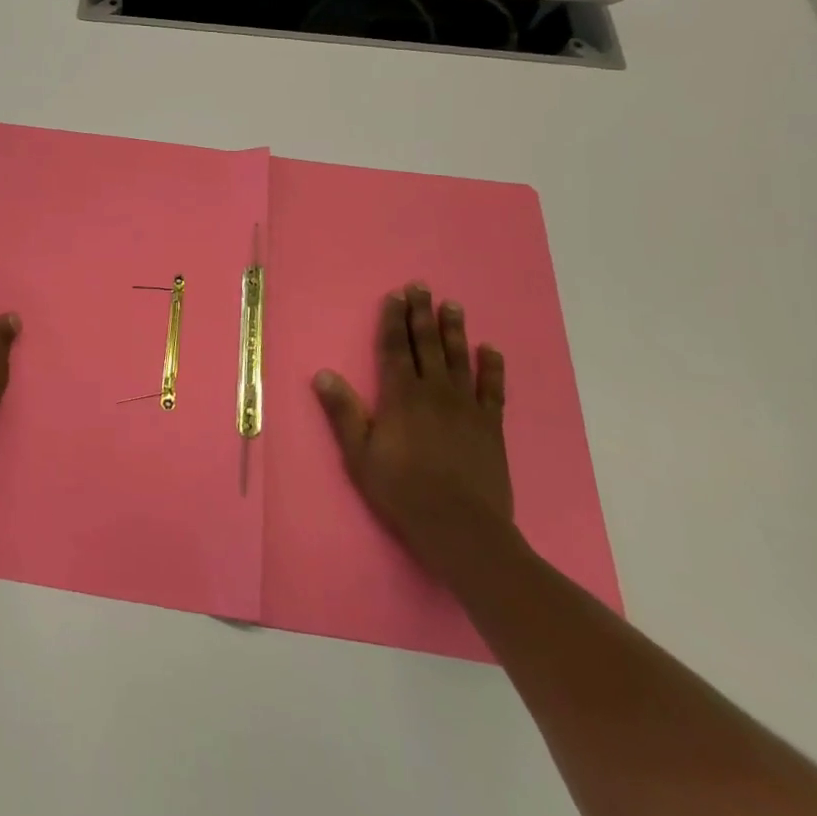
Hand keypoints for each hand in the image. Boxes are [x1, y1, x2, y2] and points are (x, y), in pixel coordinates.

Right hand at [312, 283, 514, 569]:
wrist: (461, 529)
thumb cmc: (402, 491)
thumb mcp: (360, 454)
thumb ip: (343, 412)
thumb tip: (323, 374)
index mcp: (401, 396)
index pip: (396, 348)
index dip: (394, 320)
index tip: (395, 296)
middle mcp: (434, 392)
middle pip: (427, 345)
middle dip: (422, 314)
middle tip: (422, 287)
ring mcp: (466, 408)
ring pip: (459, 359)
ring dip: (454, 330)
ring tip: (452, 305)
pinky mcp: (490, 426)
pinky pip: (493, 389)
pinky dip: (492, 368)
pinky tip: (490, 350)